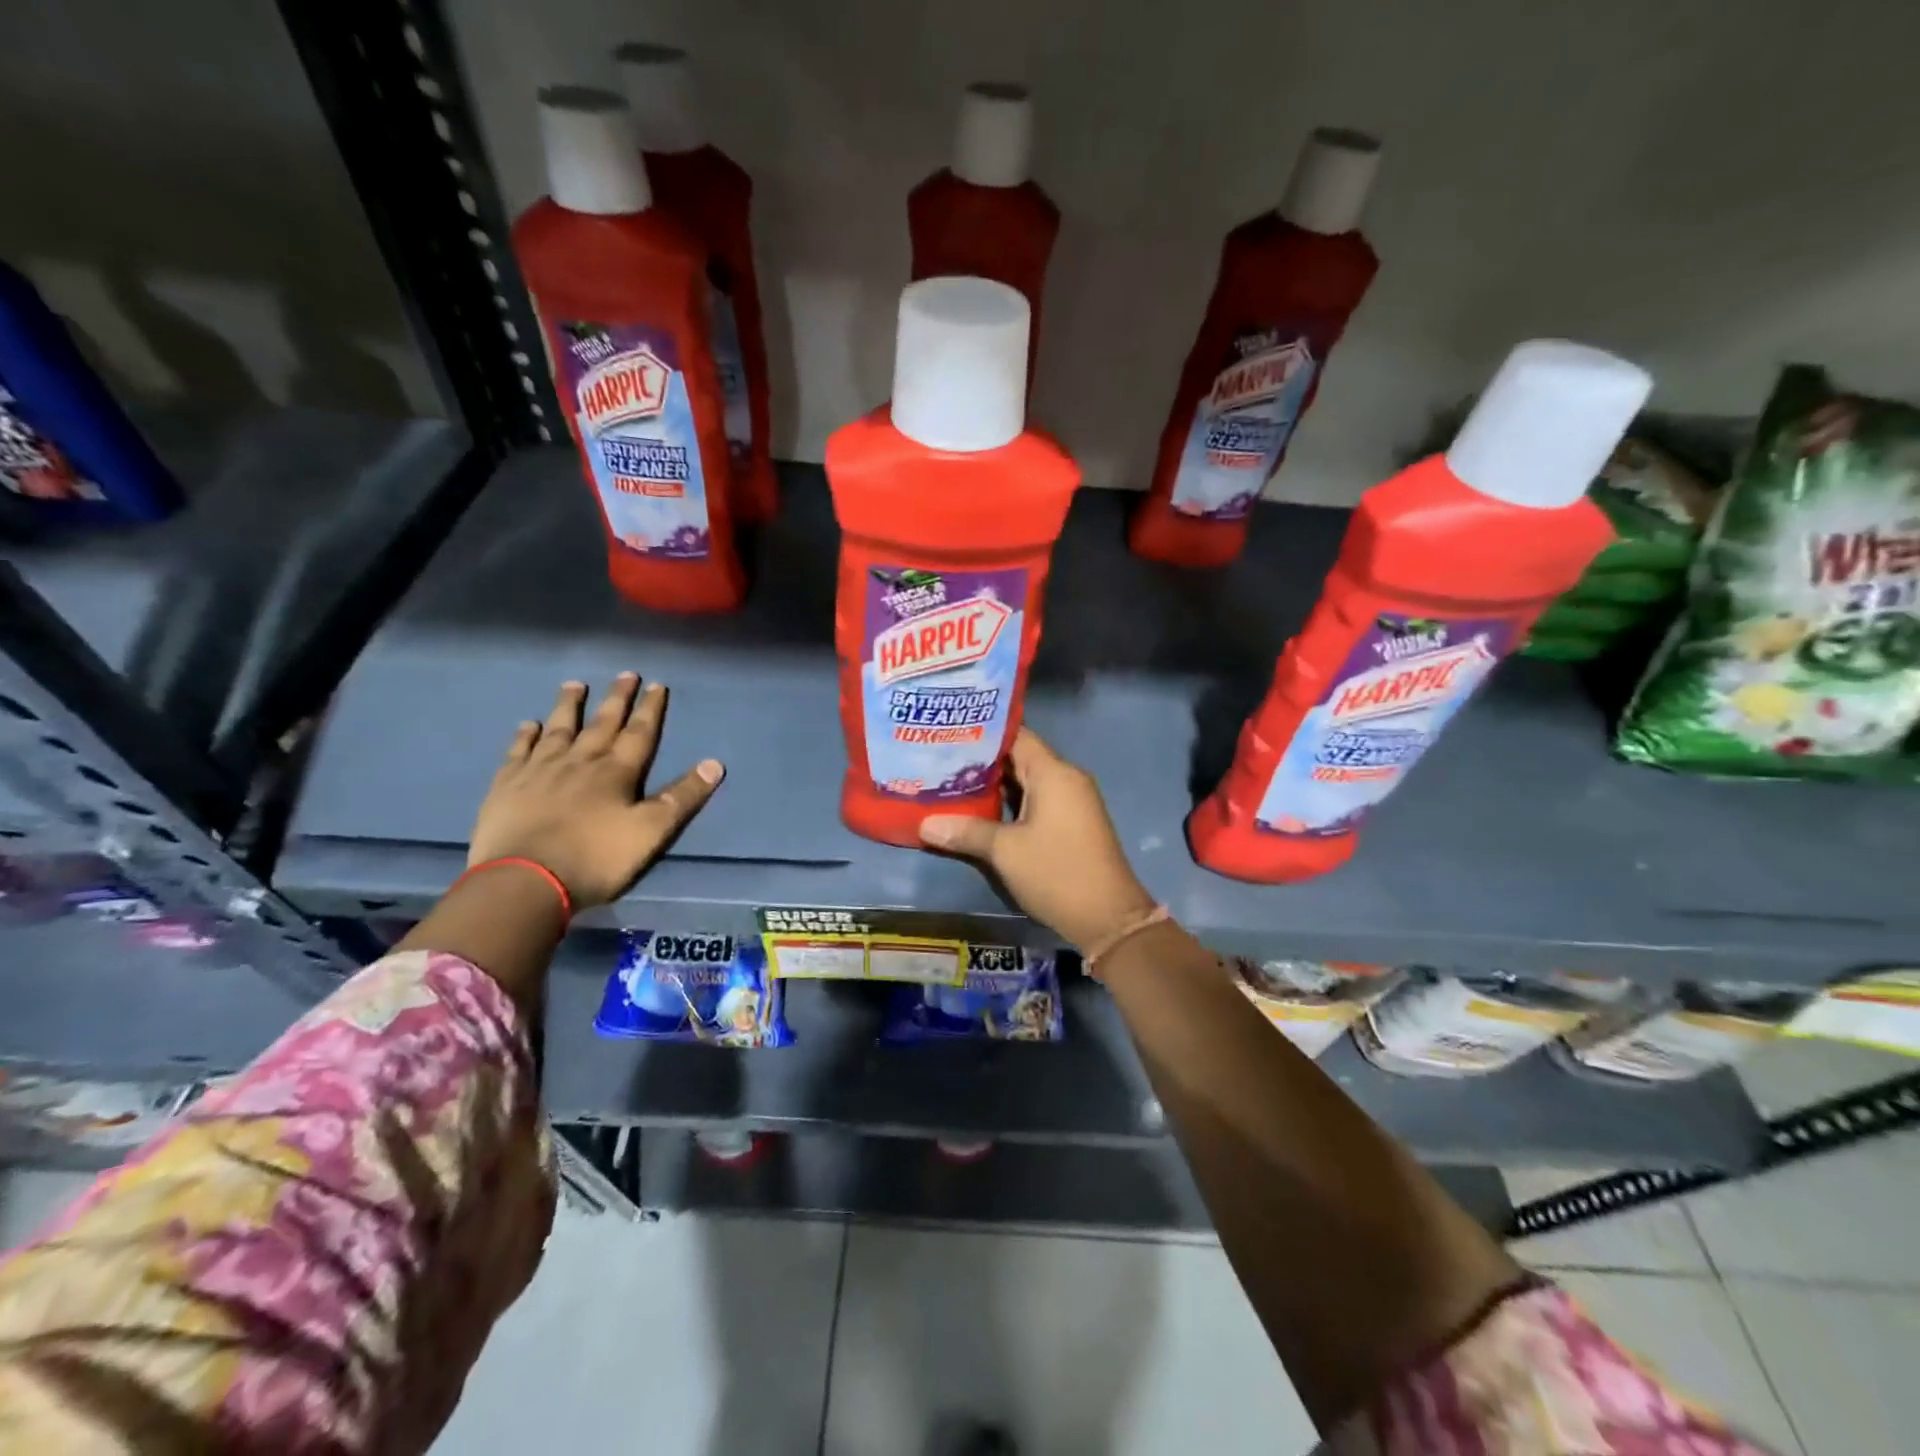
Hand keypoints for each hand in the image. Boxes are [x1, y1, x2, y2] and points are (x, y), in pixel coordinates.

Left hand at [468, 674, 723, 908]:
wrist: (524, 882)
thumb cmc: (595, 859)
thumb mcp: (651, 832)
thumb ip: (682, 797)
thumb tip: (715, 764)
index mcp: (617, 772)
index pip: (639, 733)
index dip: (650, 709)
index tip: (656, 685)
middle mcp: (580, 761)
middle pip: (602, 723)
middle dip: (617, 699)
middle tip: (625, 675)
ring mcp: (539, 770)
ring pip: (559, 729)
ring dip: (569, 706)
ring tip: (575, 685)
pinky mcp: (507, 786)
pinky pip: (519, 751)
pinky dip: (526, 735)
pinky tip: (529, 725)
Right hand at [920, 728, 1155, 951]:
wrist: (1108, 918)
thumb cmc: (1056, 872)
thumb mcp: (1005, 851)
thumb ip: (965, 831)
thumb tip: (924, 824)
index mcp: (1053, 773)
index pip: (1016, 736)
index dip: (982, 733)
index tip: (948, 732)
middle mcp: (1066, 778)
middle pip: (1019, 757)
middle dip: (981, 761)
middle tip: (939, 759)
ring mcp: (1072, 801)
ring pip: (1027, 781)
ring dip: (994, 784)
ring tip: (950, 782)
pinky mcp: (1072, 823)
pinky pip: (1037, 800)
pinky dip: (1010, 802)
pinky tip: (980, 810)